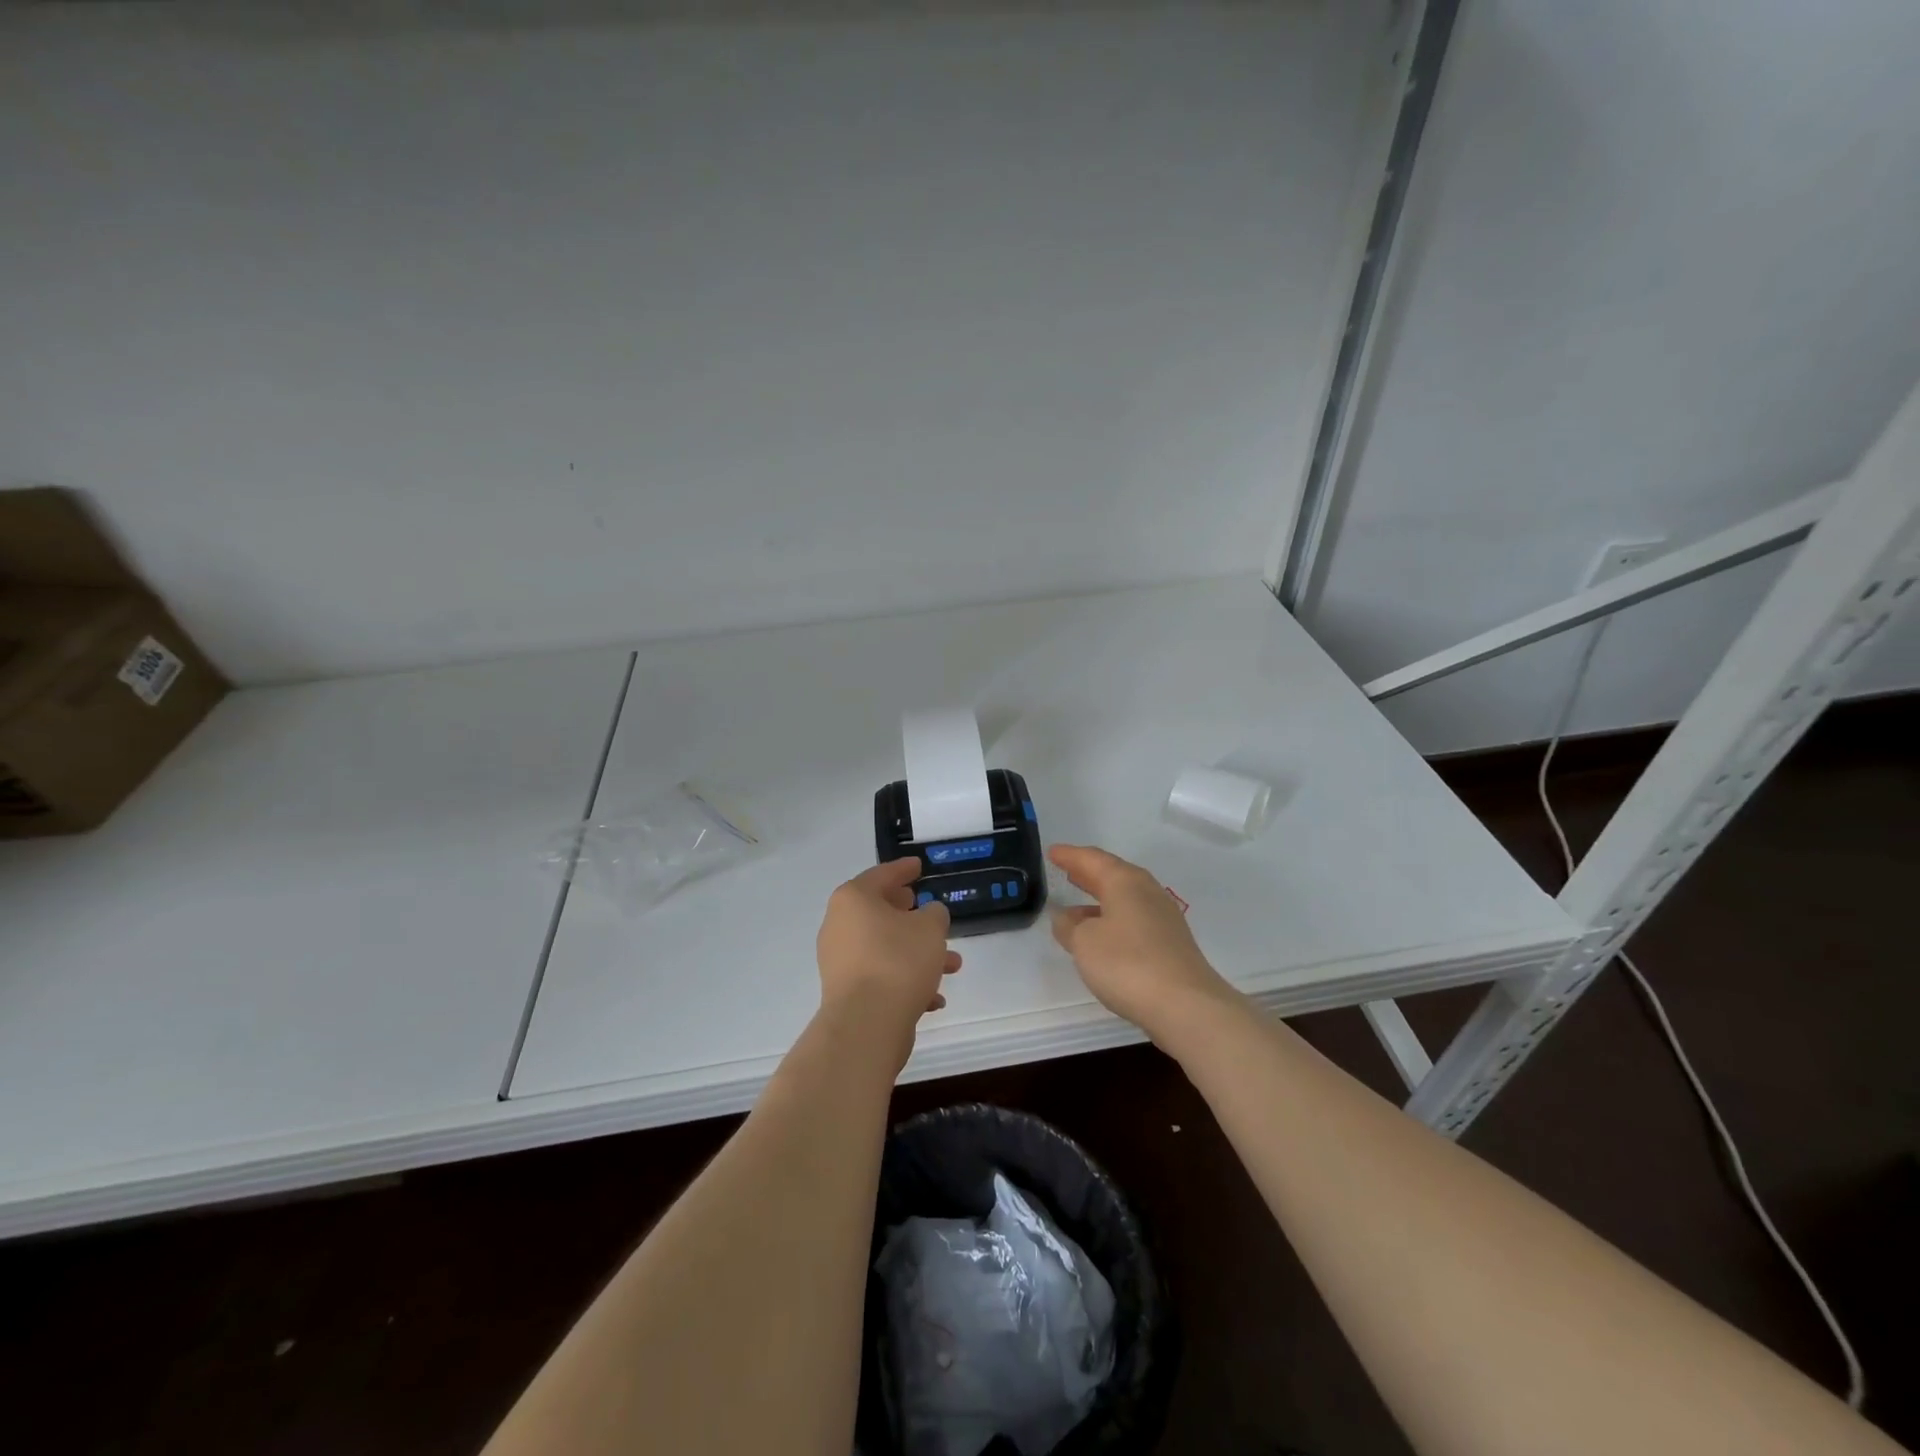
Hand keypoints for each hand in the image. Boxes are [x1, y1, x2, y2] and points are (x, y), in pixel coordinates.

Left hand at [816, 857, 960, 1065]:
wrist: (866, 1024)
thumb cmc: (898, 961)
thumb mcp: (930, 929)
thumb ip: (934, 914)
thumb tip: (927, 916)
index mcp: (853, 899)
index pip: (882, 875)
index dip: (904, 869)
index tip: (919, 866)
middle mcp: (839, 925)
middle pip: (880, 912)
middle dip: (912, 916)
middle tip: (928, 910)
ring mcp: (839, 960)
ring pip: (885, 948)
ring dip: (917, 953)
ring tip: (952, 965)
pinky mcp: (845, 992)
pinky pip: (880, 976)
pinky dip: (905, 980)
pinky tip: (934, 998)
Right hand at [1049, 844, 1236, 1041]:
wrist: (1186, 1005)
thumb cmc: (1127, 963)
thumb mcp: (1084, 943)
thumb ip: (1069, 926)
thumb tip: (1064, 916)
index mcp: (1125, 881)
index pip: (1092, 859)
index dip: (1070, 856)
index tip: (1052, 852)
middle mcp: (1147, 891)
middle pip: (1112, 874)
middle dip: (1087, 873)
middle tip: (1066, 870)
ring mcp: (1163, 917)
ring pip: (1124, 898)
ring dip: (1099, 899)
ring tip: (1076, 907)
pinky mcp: (1170, 943)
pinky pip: (1134, 919)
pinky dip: (1113, 919)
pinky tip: (1102, 936)